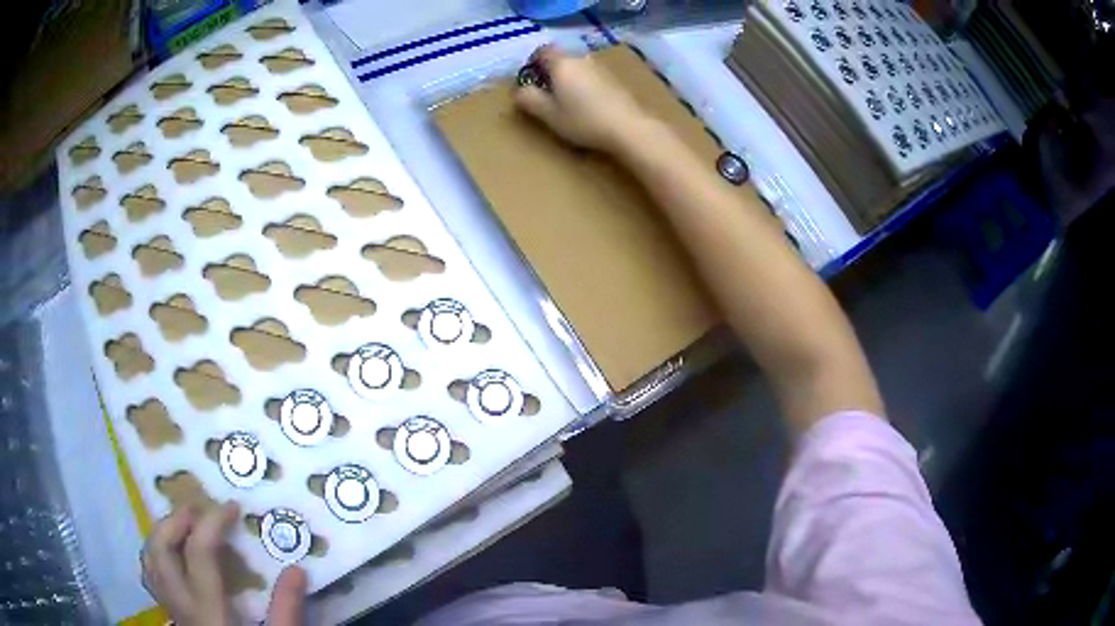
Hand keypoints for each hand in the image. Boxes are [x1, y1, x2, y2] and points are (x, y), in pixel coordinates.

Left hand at [142, 501, 307, 625]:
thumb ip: (287, 610)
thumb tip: (296, 569)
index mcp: (207, 609)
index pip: (199, 552)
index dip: (213, 523)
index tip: (232, 507)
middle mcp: (181, 604)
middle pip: (161, 549)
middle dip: (175, 521)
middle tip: (197, 510)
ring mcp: (172, 610)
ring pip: (150, 561)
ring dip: (162, 535)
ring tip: (183, 527)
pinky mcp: (173, 616)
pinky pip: (153, 577)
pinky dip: (159, 556)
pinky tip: (174, 558)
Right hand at [514, 46, 651, 152]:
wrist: (629, 127)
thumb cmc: (583, 119)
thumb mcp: (549, 114)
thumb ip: (530, 100)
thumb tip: (518, 91)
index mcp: (562, 63)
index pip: (542, 51)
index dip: (533, 62)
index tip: (530, 79)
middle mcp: (581, 59)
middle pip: (561, 58)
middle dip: (551, 71)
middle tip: (547, 93)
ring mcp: (601, 68)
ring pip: (578, 67)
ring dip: (570, 79)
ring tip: (567, 101)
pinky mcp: (615, 80)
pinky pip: (592, 76)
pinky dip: (585, 85)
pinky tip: (587, 104)